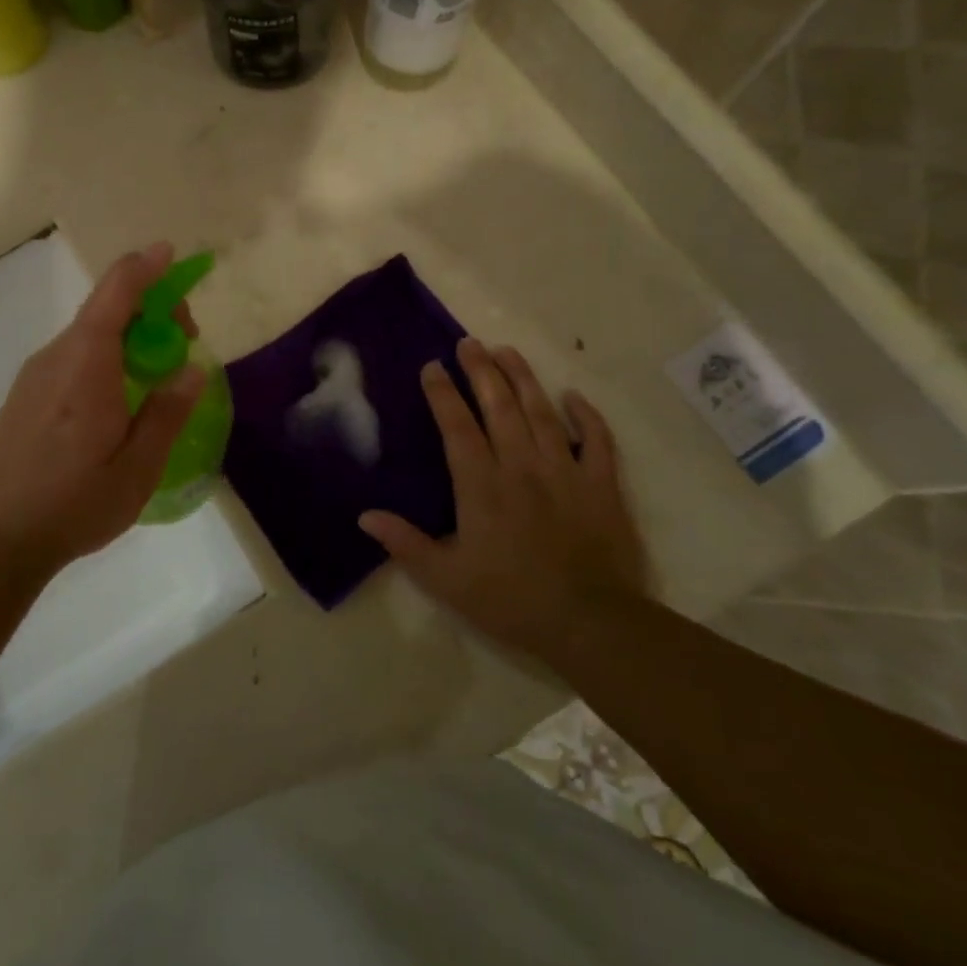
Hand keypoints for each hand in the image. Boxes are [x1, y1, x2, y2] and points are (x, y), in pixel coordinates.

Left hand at [0, 243, 205, 578]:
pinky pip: (75, 355)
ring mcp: (37, 372)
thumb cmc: (72, 502)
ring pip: (91, 333)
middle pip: (107, 309)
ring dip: (130, 337)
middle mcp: (58, 355)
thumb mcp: (137, 467)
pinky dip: (107, 355)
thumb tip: (192, 369)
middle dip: (151, 311)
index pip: (116, 292)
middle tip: (184, 348)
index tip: (172, 254)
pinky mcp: (28, 392)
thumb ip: (167, 413)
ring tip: (157, 379)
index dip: (146, 267)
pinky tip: (120, 399)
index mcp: (87, 363)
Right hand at [359, 338, 650, 653]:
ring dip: (523, 378)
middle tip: (468, 343)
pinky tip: (573, 397)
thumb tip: (364, 516)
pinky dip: (586, 416)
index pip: (457, 426)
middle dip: (481, 370)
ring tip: (507, 350)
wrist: (590, 623)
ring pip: (542, 412)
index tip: (431, 366)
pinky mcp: (602, 485)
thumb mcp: (445, 579)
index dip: (443, 394)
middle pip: (499, 406)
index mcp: (481, 484)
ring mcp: (565, 471)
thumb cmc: (510, 599)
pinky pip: (597, 441)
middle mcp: (521, 465)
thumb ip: (405, 543)